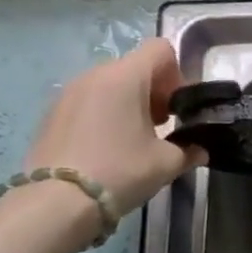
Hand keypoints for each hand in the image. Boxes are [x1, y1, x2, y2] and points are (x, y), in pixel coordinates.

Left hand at [23, 40, 203, 217]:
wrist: (56, 203)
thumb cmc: (120, 171)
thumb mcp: (167, 163)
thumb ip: (190, 150)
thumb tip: (199, 150)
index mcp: (125, 77)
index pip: (160, 49)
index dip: (177, 73)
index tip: (177, 107)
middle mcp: (94, 75)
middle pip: (135, 67)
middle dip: (154, 91)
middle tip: (162, 126)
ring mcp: (68, 93)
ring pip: (110, 84)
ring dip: (129, 103)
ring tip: (134, 139)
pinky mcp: (52, 113)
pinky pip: (89, 101)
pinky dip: (105, 114)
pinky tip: (108, 148)